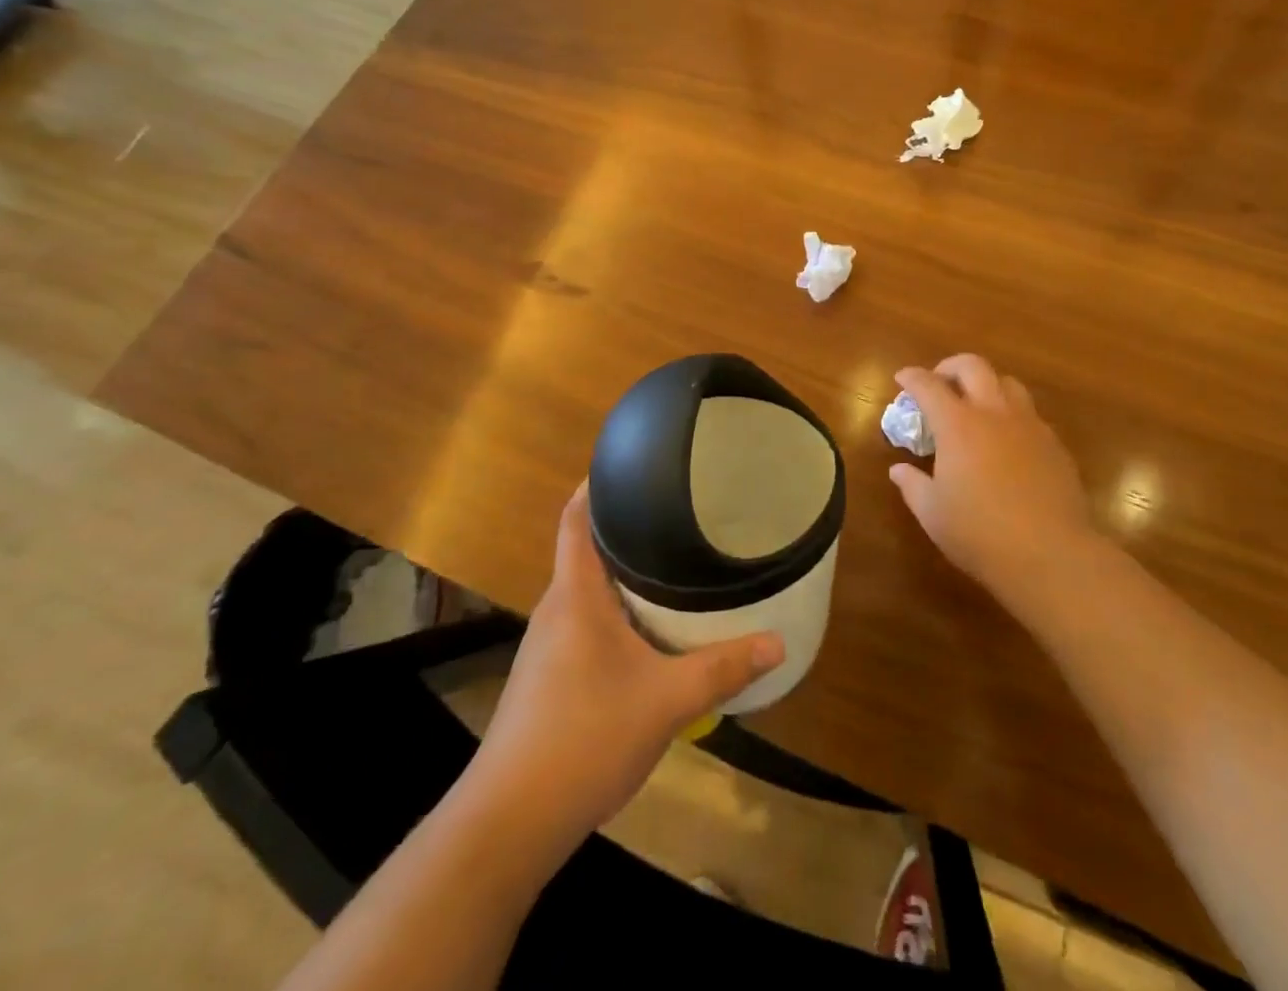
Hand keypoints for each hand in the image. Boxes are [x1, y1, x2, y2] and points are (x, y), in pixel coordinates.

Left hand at [469, 482, 784, 857]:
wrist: (508, 823)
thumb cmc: (584, 739)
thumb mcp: (666, 702)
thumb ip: (722, 668)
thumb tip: (779, 642)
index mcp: (575, 596)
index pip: (575, 518)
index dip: (595, 484)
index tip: (631, 463)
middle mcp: (556, 610)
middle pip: (586, 550)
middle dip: (626, 530)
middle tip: (676, 513)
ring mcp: (547, 647)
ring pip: (588, 592)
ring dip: (623, 576)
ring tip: (671, 566)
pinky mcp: (547, 678)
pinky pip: (586, 624)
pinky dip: (617, 613)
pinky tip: (648, 633)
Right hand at [890, 355, 1098, 615]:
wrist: (1051, 554)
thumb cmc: (980, 533)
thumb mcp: (932, 513)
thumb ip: (912, 485)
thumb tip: (898, 470)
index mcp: (958, 425)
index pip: (929, 385)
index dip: (912, 377)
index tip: (902, 378)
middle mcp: (994, 413)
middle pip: (973, 366)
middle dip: (950, 367)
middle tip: (939, 382)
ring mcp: (1029, 425)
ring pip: (1008, 383)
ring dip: (986, 384)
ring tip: (976, 405)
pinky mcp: (1054, 444)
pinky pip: (1029, 414)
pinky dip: (1011, 415)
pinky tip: (1006, 442)